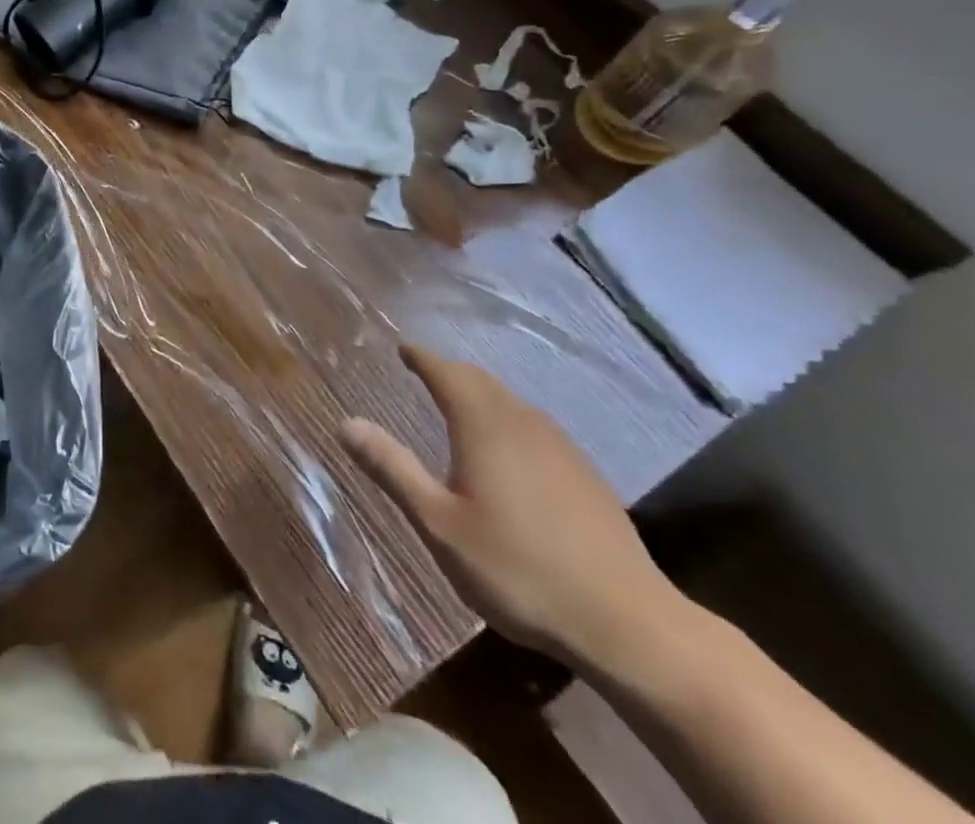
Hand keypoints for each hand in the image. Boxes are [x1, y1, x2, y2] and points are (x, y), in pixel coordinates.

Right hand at [341, 346, 683, 671]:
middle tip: (425, 373)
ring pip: (513, 404)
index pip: (447, 373)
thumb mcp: (439, 524)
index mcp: (484, 426)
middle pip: (482, 382)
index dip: (422, 358)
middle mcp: (524, 424)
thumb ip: (392, 469)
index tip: (403, 349)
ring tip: (460, 407)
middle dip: (450, 372)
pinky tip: (509, 454)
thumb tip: (346, 422)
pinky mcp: (587, 478)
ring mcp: (563, 449)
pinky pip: (536, 429)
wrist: (628, 624)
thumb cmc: (518, 570)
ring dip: (482, 396)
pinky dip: (509, 422)